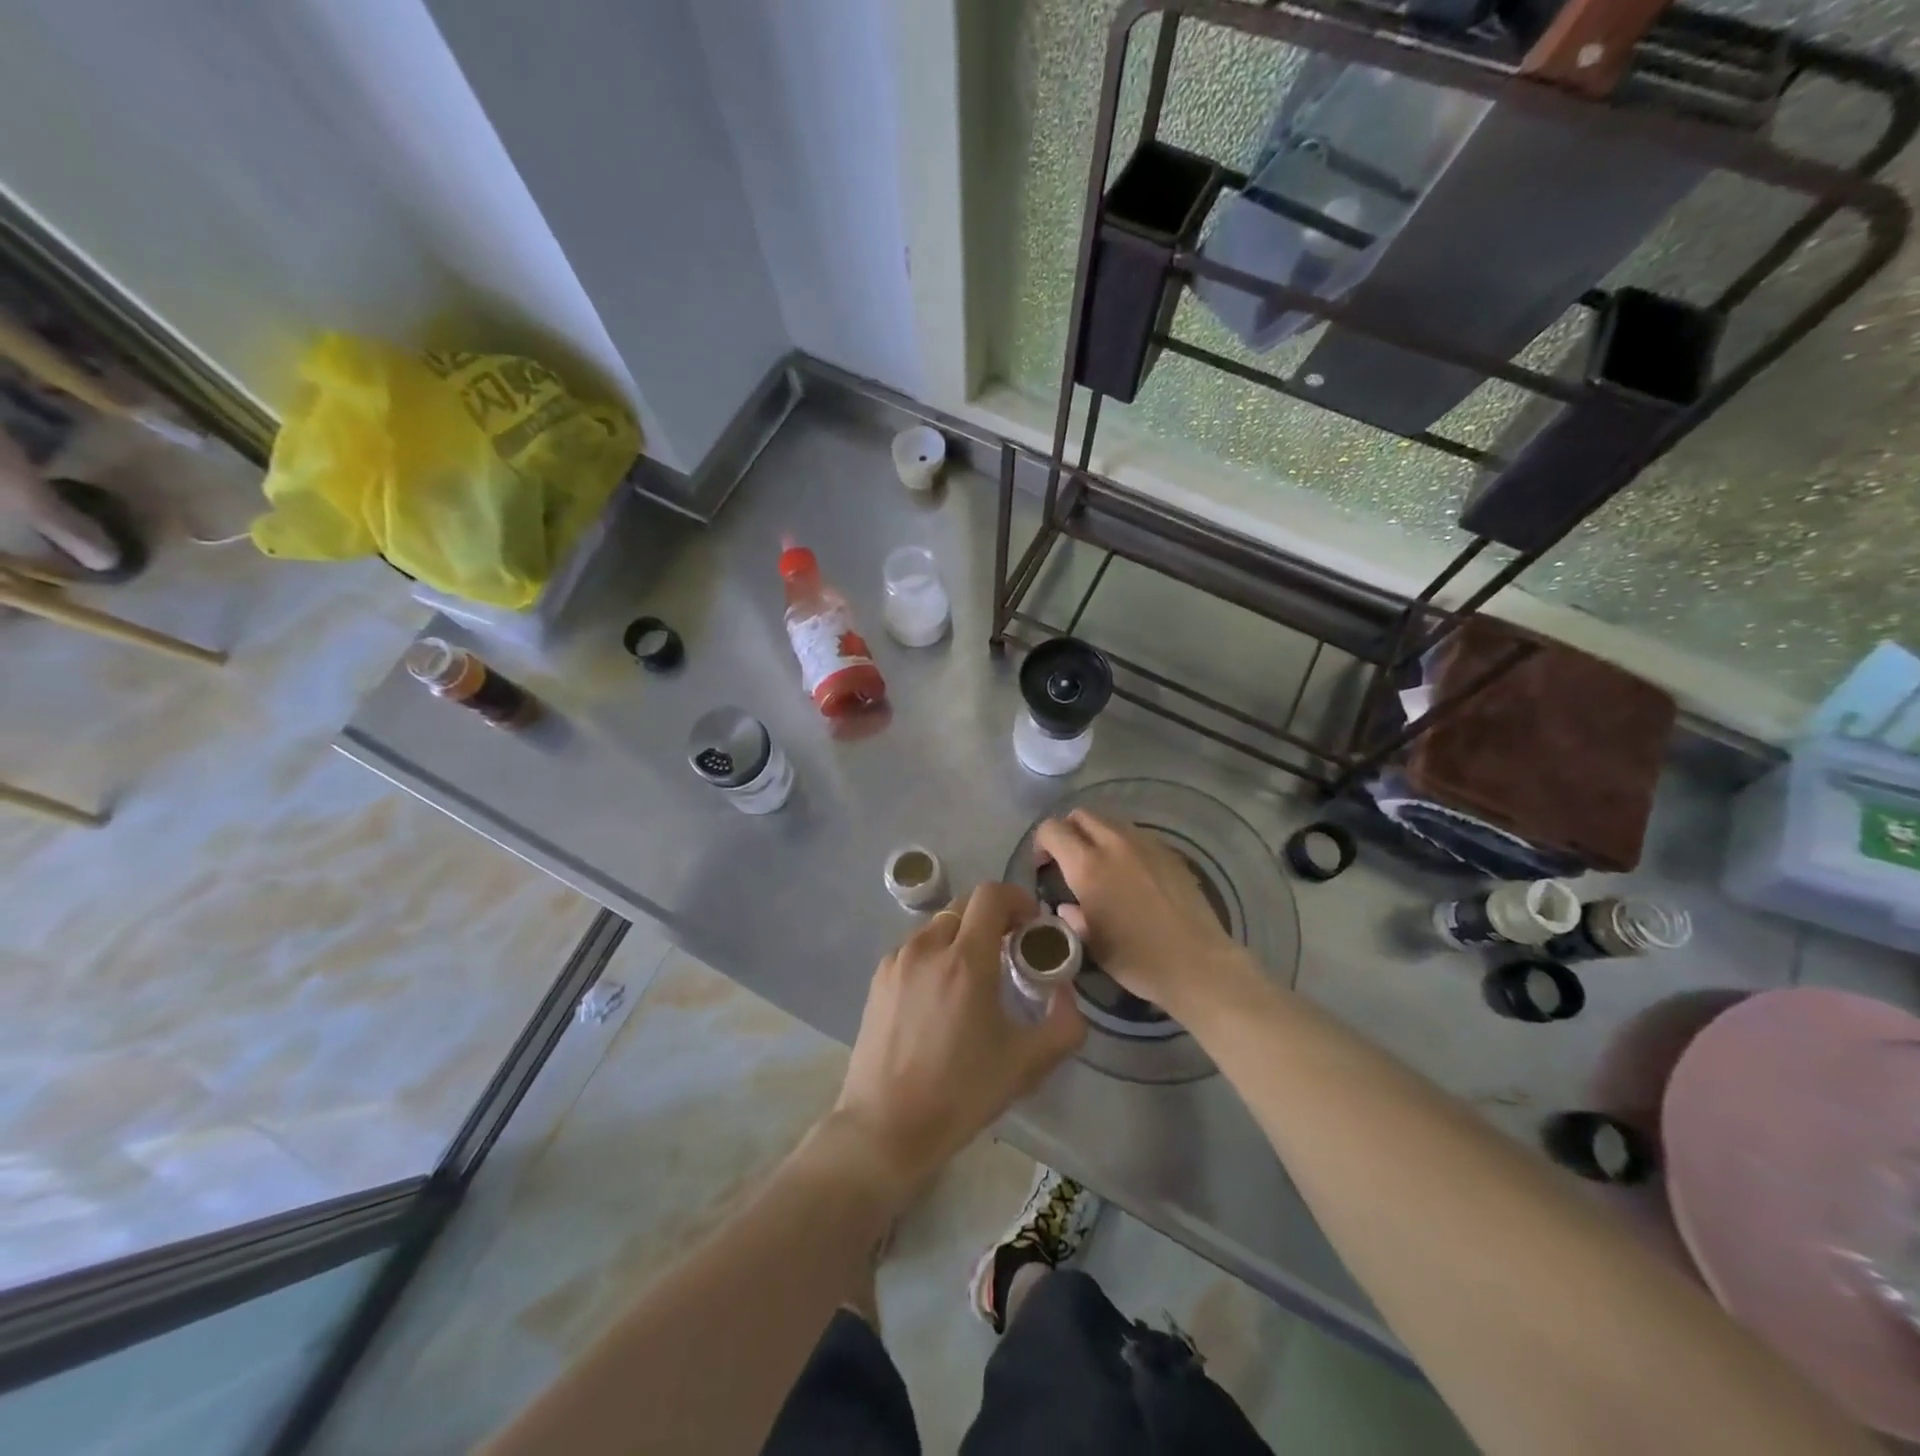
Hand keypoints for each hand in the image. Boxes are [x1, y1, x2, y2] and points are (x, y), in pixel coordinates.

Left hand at [831, 882, 1084, 1206]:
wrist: (886, 1126)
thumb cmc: (961, 1092)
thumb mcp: (1028, 1063)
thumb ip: (1065, 1023)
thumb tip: (1067, 991)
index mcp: (966, 960)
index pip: (991, 895)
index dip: (1017, 899)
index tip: (1031, 926)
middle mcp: (928, 947)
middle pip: (965, 905)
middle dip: (993, 918)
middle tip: (1010, 951)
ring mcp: (898, 960)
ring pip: (938, 926)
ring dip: (963, 936)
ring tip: (975, 976)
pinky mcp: (878, 978)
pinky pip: (915, 948)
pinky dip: (936, 954)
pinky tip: (941, 995)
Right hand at [1035, 809, 1249, 1018]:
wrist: (1196, 963)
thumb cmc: (1137, 959)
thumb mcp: (1090, 943)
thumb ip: (1072, 917)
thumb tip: (1068, 906)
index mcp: (1088, 866)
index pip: (1052, 829)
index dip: (1041, 843)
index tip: (1044, 867)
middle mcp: (1114, 844)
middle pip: (1081, 815)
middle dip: (1068, 832)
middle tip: (1069, 861)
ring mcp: (1146, 844)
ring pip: (1110, 820)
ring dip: (1096, 835)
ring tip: (1101, 865)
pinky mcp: (1169, 851)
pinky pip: (1136, 835)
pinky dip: (1123, 845)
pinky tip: (1131, 874)